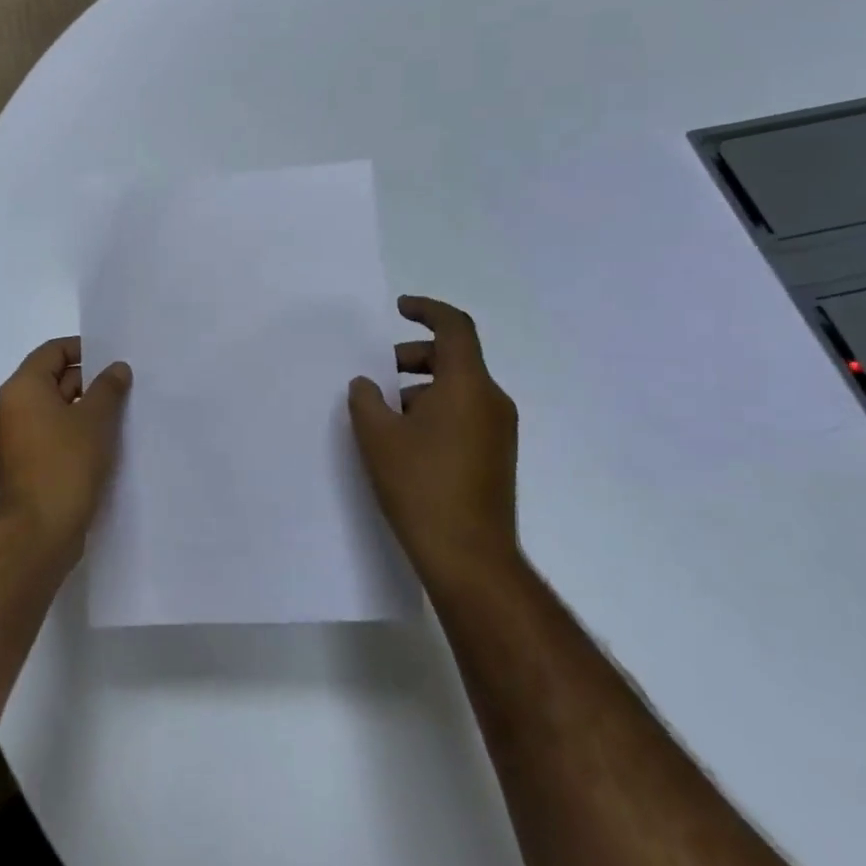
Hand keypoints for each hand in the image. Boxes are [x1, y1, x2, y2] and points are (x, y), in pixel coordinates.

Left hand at [0, 337, 132, 551]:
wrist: (38, 532)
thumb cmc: (65, 464)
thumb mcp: (95, 419)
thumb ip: (108, 388)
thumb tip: (117, 368)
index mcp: (23, 387)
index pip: (53, 351)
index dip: (84, 349)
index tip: (114, 359)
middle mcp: (14, 407)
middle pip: (54, 379)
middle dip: (90, 381)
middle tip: (126, 387)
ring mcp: (18, 438)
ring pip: (56, 410)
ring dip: (86, 409)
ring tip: (122, 415)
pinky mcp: (27, 464)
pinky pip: (54, 435)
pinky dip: (77, 433)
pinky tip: (106, 443)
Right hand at [348, 296, 519, 588]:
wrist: (469, 557)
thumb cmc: (421, 486)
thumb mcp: (378, 436)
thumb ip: (366, 399)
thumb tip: (367, 385)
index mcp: (467, 385)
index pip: (455, 327)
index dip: (426, 310)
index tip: (398, 309)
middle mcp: (491, 400)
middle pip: (455, 358)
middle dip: (413, 356)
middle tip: (378, 373)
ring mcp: (499, 431)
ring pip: (458, 388)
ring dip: (421, 388)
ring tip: (384, 414)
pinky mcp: (497, 456)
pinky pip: (465, 414)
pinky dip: (436, 410)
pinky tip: (406, 441)